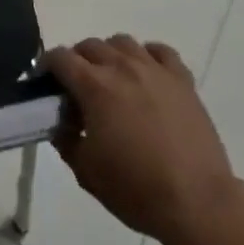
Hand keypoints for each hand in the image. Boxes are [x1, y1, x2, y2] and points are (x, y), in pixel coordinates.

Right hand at [45, 37, 243, 244]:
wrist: (197, 202)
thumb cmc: (137, 190)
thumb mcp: (86, 172)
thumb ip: (65, 140)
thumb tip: (60, 123)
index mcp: (94, 87)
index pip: (60, 58)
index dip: (47, 66)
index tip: (46, 83)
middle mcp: (122, 67)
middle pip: (90, 45)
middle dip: (77, 60)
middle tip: (78, 88)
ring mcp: (154, 70)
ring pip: (123, 42)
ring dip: (110, 54)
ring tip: (112, 79)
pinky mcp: (182, 79)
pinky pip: (160, 51)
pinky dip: (147, 56)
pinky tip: (146, 75)